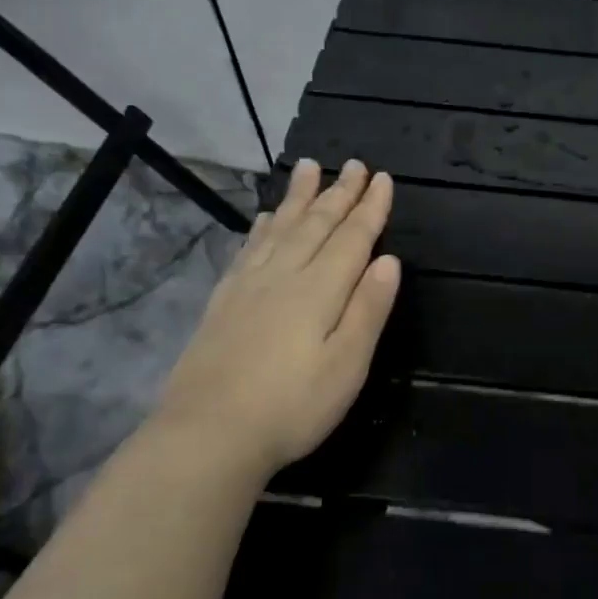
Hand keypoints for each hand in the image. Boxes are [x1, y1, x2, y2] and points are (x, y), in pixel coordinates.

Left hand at [154, 158, 401, 479]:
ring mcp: (249, 286)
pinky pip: (249, 249)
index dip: (370, 208)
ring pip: (279, 228)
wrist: (208, 434)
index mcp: (319, 290)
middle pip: (316, 224)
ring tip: (308, 167)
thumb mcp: (347, 365)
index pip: (352, 238)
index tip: (383, 178)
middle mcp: (284, 276)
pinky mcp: (224, 302)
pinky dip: (262, 227)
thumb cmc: (292, 406)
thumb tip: (389, 261)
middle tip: (353, 164)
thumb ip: (368, 309)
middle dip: (338, 193)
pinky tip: (264, 217)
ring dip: (298, 197)